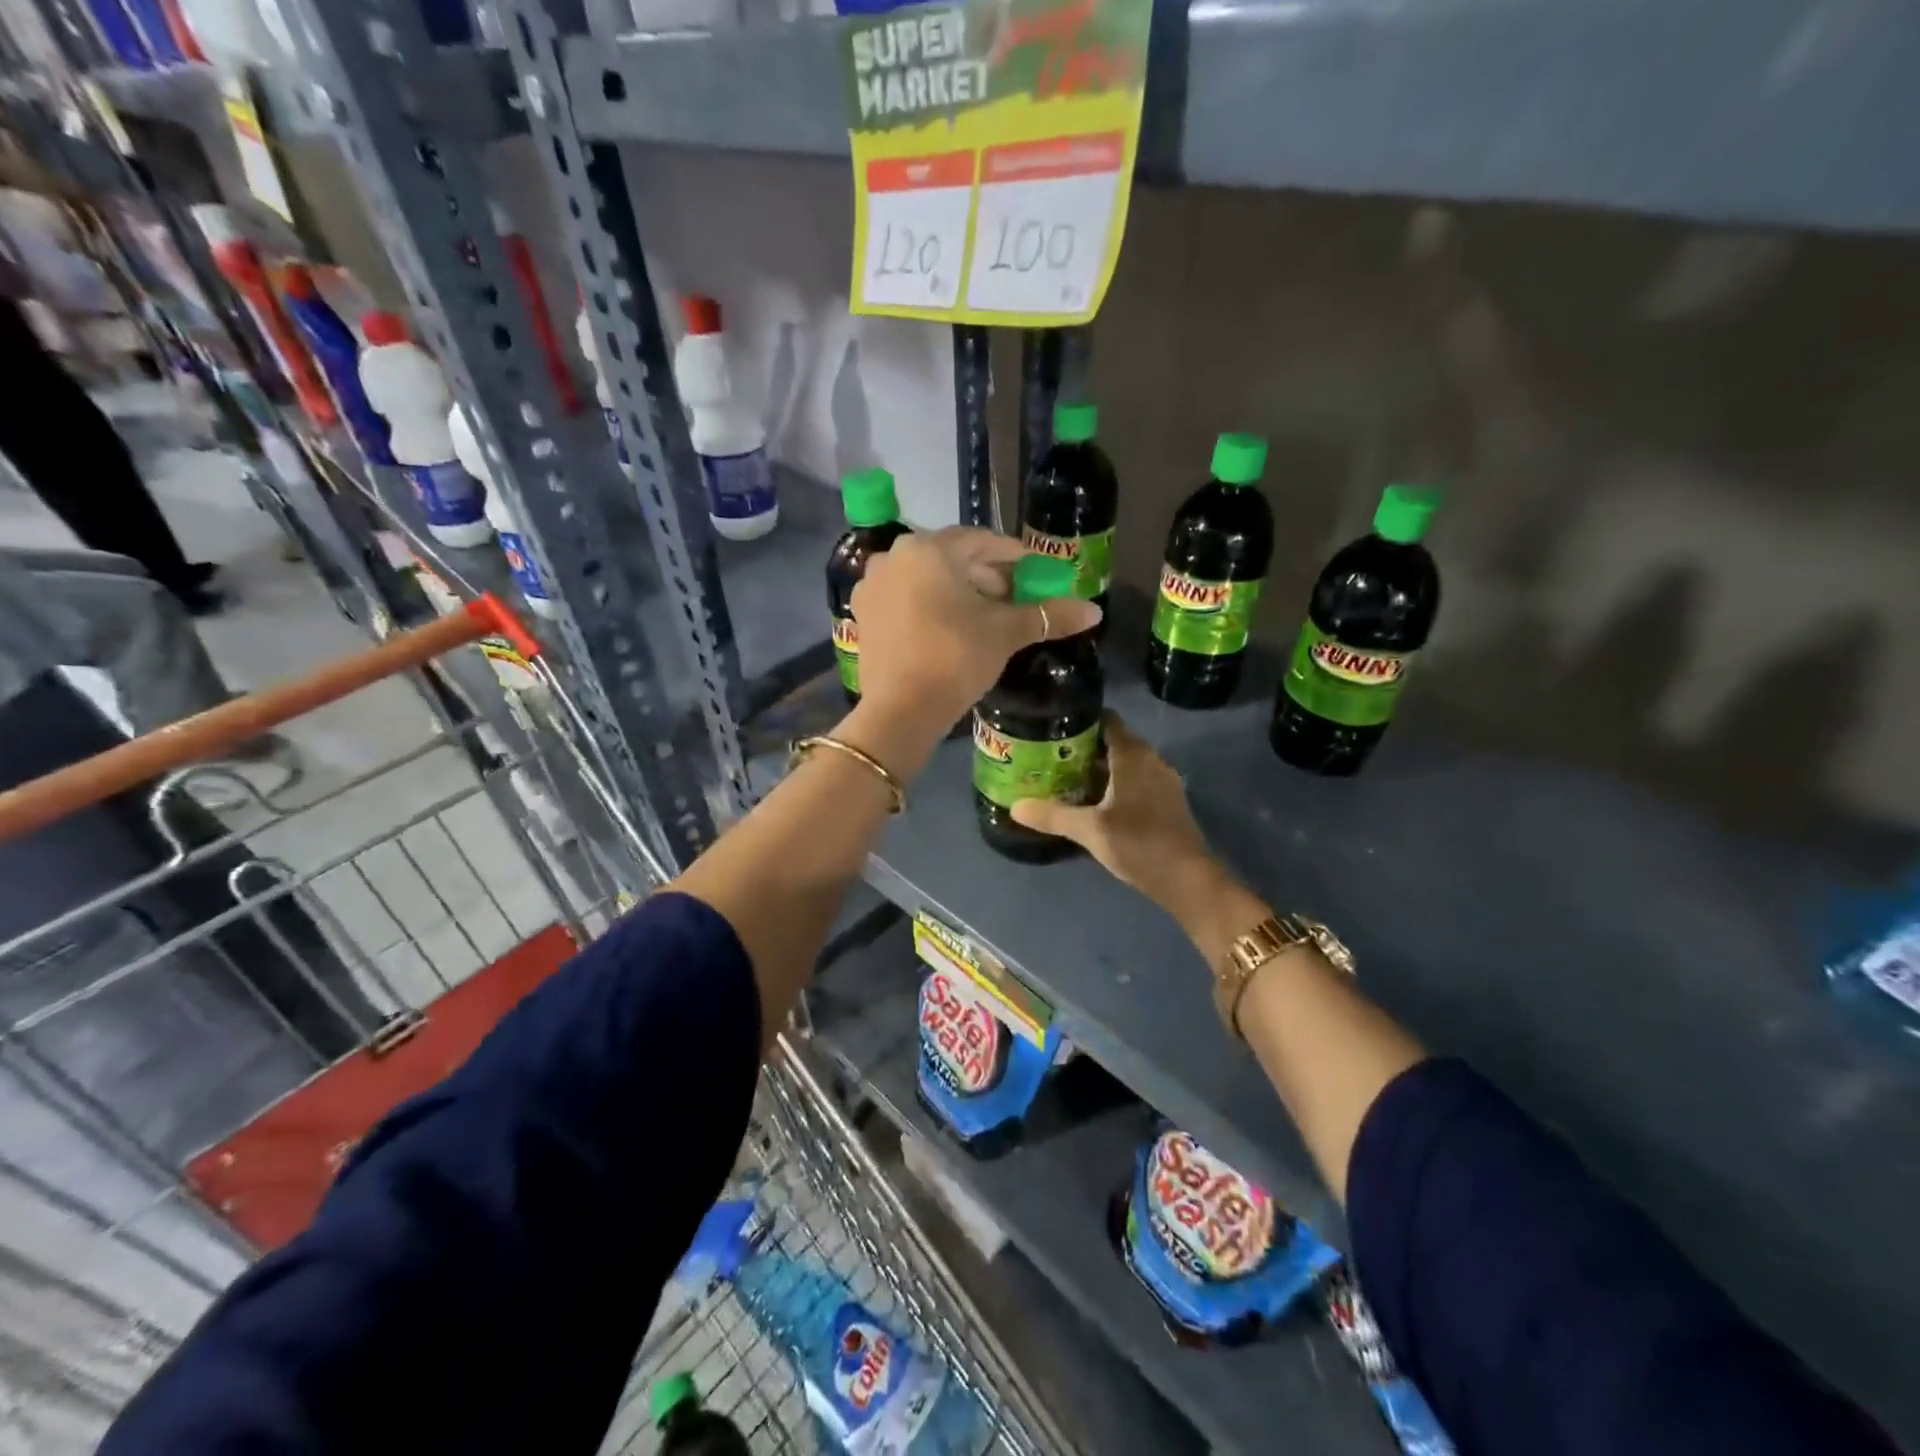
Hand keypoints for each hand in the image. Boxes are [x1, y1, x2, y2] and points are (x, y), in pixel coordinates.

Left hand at [851, 527, 1101, 732]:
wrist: (901, 710)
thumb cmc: (955, 659)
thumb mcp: (1004, 633)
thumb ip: (1048, 615)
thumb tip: (1095, 611)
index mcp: (928, 549)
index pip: (982, 541)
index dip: (1014, 556)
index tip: (1037, 573)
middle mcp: (894, 557)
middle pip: (952, 558)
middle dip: (986, 576)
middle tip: (1015, 598)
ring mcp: (872, 586)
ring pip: (927, 578)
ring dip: (959, 591)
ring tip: (986, 615)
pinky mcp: (864, 615)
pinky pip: (905, 599)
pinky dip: (930, 606)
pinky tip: (950, 628)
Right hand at [1009, 712, 1220, 902]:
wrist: (1187, 879)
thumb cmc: (1138, 843)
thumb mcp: (1089, 829)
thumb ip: (1052, 815)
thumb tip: (1015, 807)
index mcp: (1133, 755)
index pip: (1106, 720)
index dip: (1080, 719)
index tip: (1052, 726)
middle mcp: (1151, 760)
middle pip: (1113, 742)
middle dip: (1083, 748)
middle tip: (1050, 756)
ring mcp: (1163, 781)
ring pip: (1125, 764)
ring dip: (1098, 769)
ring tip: (1065, 778)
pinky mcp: (1167, 802)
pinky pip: (1136, 782)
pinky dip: (1114, 785)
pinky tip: (1094, 803)